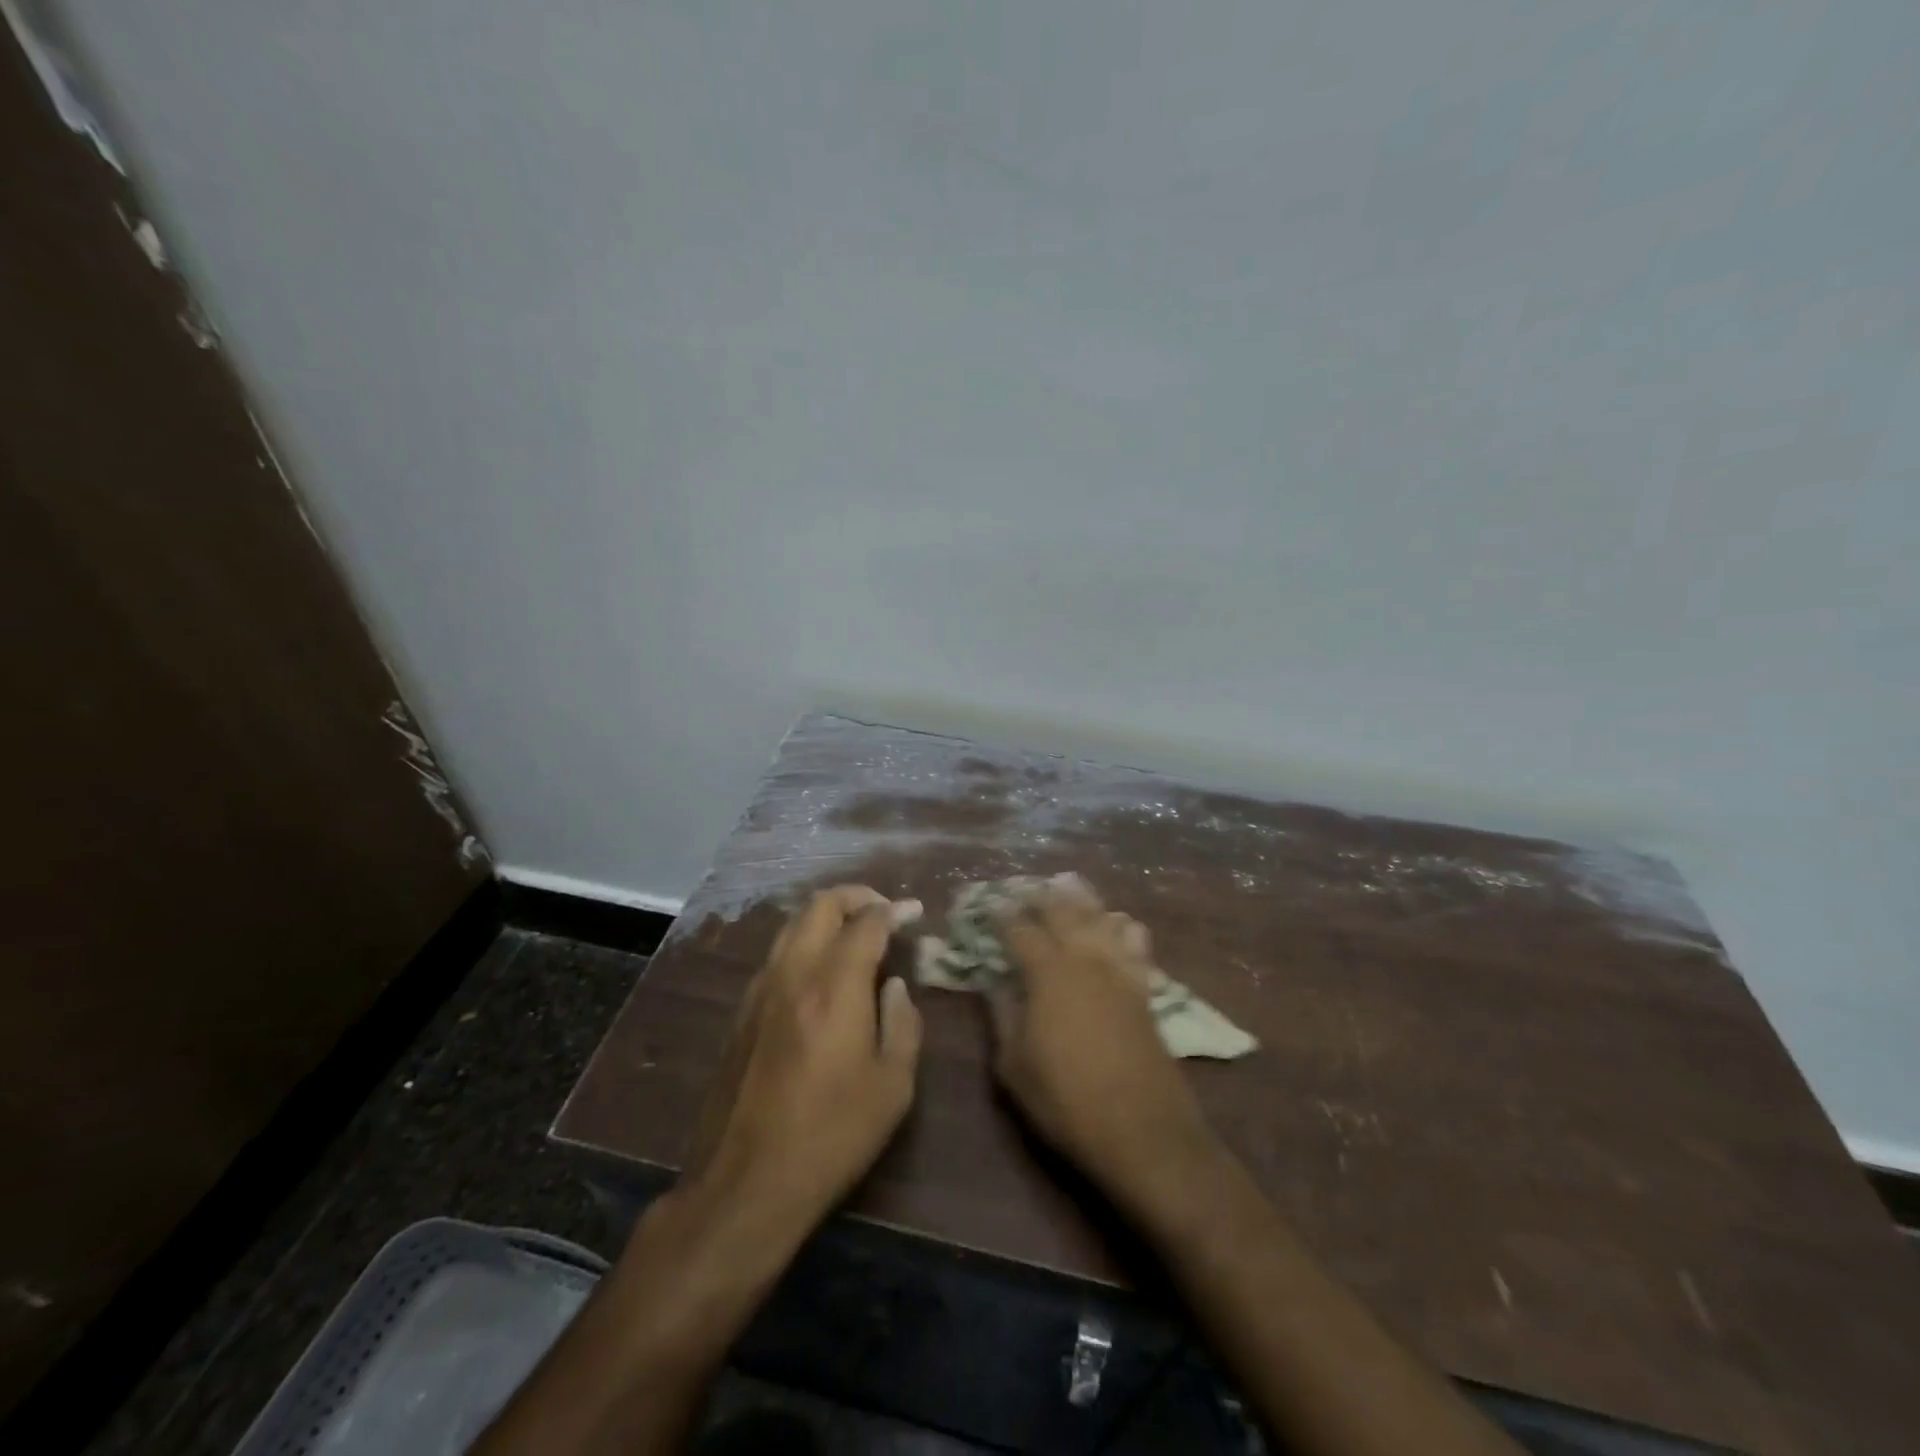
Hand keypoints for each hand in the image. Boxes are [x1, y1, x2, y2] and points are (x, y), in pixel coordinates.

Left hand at [683, 885, 924, 1230]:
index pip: (867, 923)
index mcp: (834, 986)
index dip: (895, 910)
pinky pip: (777, 955)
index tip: (914, 911)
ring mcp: (760, 990)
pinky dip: (804, 943)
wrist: (744, 1183)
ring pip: (792, 925)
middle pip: (820, 906)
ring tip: (854, 934)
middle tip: (883, 910)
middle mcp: (793, 973)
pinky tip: (821, 972)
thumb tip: (894, 987)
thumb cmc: (831, 1135)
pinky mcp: (741, 1012)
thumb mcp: (893, 1086)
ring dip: (826, 916)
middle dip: (857, 897)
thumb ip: (903, 1024)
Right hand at [987, 876, 1216, 1202]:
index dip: (1002, 915)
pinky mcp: (1144, 989)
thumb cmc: (1067, 1101)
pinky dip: (1124, 926)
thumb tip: (994, 983)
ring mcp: (1120, 971)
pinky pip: (1135, 942)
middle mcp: (1085, 959)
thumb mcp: (1015, 1066)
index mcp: (1048, 973)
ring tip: (1069, 885)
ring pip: (1102, 917)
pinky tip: (1119, 922)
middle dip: (1042, 896)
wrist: (1143, 1131)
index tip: (990, 904)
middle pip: (1063, 912)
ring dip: (1083, 899)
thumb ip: (1003, 1016)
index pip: (1020, 930)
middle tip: (1027, 887)